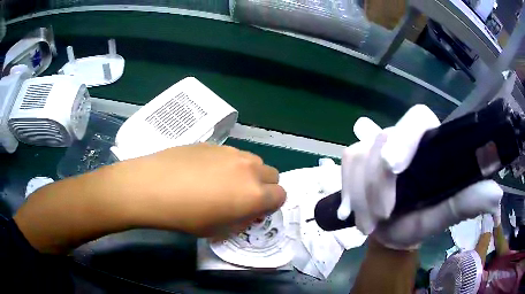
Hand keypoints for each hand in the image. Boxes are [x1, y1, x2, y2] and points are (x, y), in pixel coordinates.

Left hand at [107, 143, 285, 235]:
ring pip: (253, 161)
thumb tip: (248, 211)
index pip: (281, 196)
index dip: (271, 205)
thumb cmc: (186, 216)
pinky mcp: (214, 144)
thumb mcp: (219, 230)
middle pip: (272, 174)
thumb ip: (242, 220)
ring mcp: (231, 152)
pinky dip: (229, 164)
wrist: (153, 187)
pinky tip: (204, 171)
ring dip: (248, 173)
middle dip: (264, 187)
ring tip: (223, 182)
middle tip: (242, 196)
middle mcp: (249, 169)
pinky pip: (232, 154)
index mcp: (255, 194)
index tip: (255, 210)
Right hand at [341, 105, 502, 248]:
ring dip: (360, 194)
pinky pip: (346, 163)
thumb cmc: (420, 222)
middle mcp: (403, 138)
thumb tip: (497, 194)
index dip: (404, 136)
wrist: (390, 231)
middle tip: (381, 217)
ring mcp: (377, 146)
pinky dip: (347, 188)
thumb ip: (466, 203)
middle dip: (377, 182)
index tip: (394, 169)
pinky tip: (350, 211)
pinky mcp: (359, 158)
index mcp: (430, 145)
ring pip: (359, 154)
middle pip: (382, 139)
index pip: (418, 118)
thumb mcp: (443, 216)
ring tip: (368, 225)